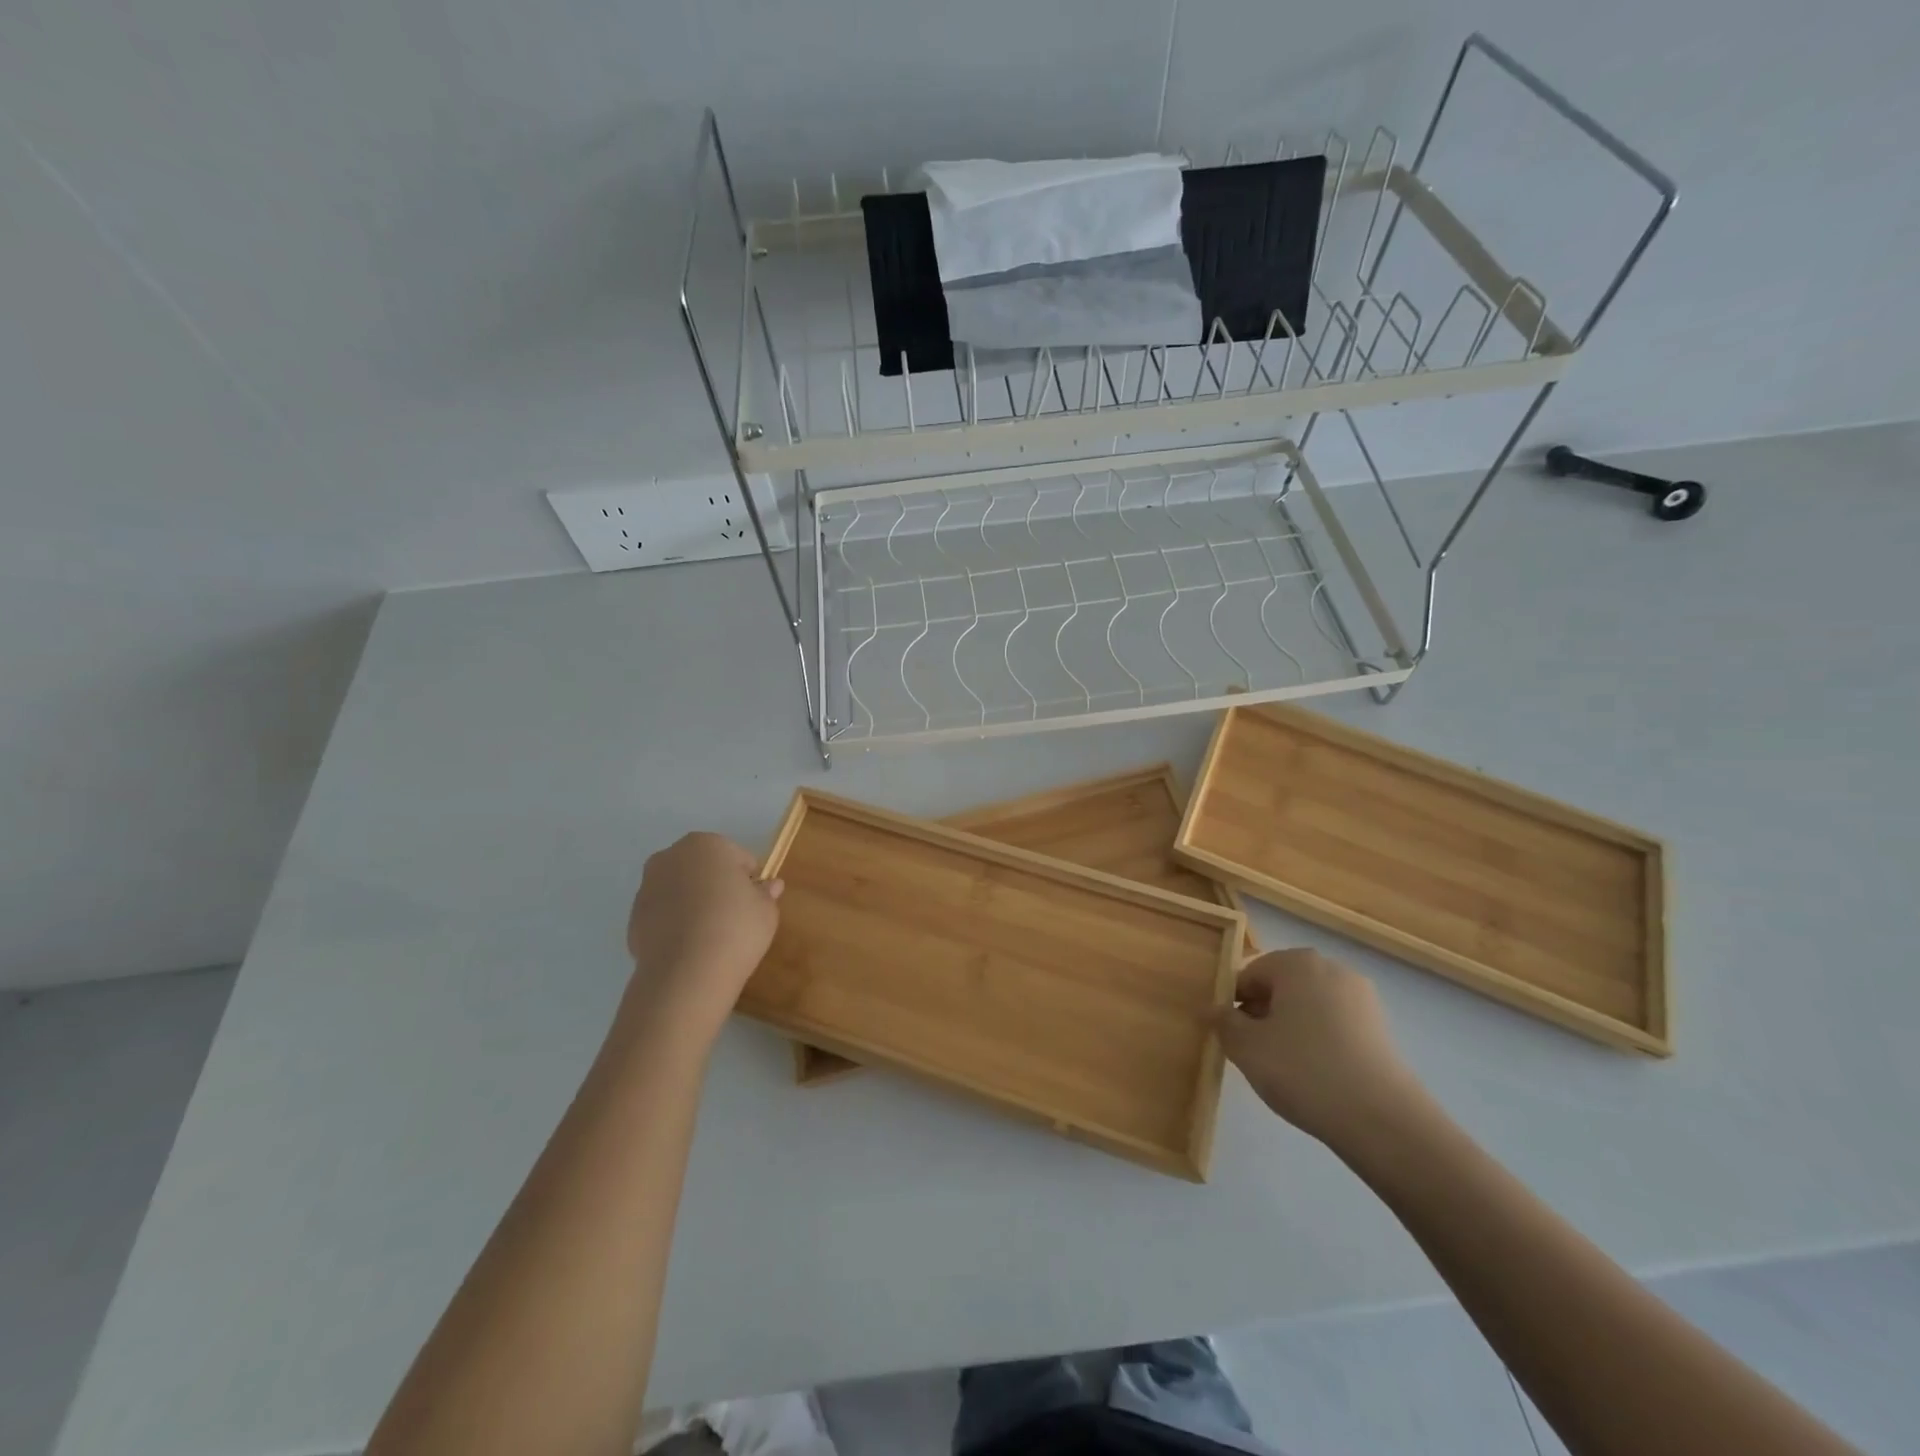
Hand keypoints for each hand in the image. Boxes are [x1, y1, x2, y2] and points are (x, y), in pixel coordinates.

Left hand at [623, 833, 782, 1033]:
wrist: (686, 973)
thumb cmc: (735, 927)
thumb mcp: (766, 909)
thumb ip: (766, 893)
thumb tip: (769, 886)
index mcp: (706, 844)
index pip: (738, 857)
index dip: (749, 881)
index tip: (753, 904)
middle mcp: (670, 857)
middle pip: (703, 869)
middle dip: (716, 886)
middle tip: (732, 917)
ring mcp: (647, 887)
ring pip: (680, 891)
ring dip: (693, 904)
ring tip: (709, 936)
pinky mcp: (633, 918)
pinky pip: (663, 916)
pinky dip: (675, 925)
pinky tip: (689, 948)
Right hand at [1214, 949, 1421, 1148]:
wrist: (1383, 1121)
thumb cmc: (1303, 1070)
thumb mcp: (1246, 1047)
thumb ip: (1223, 1022)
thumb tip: (1213, 1009)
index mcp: (1297, 962)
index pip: (1249, 974)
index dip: (1233, 1003)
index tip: (1230, 1036)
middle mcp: (1331, 969)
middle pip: (1281, 986)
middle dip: (1263, 1014)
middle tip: (1254, 1052)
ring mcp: (1362, 998)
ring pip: (1309, 1007)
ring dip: (1291, 1029)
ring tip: (1285, 1069)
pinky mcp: (1381, 1029)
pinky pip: (1335, 1026)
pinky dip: (1319, 1042)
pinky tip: (1316, 1076)